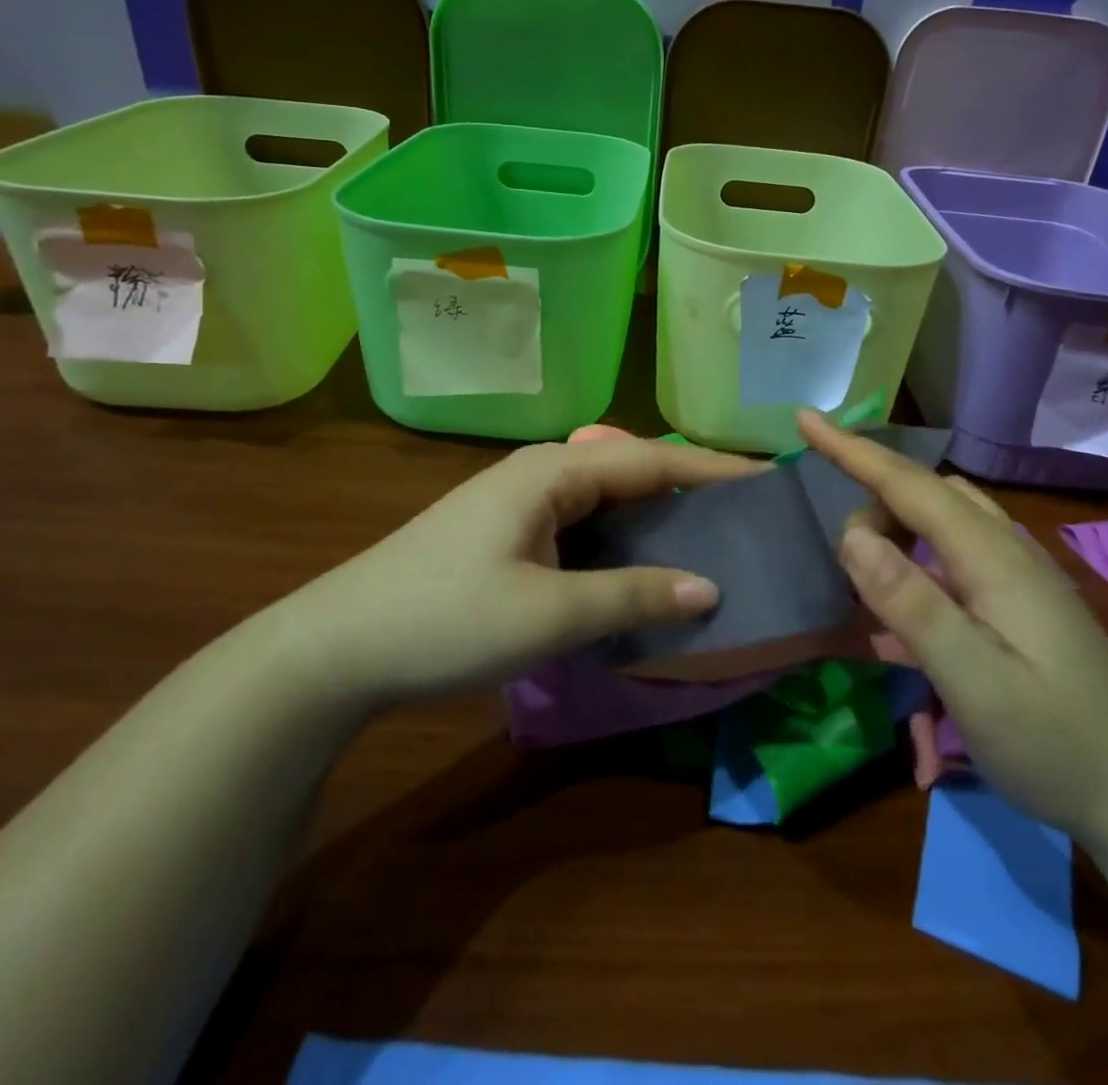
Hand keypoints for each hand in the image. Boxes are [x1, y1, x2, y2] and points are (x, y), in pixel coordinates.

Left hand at [269, 437, 762, 707]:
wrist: (338, 647)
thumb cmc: (446, 620)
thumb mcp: (549, 614)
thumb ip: (633, 595)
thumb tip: (711, 587)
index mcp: (555, 472)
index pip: (653, 459)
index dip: (714, 471)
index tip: (769, 481)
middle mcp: (542, 473)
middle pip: (634, 471)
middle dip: (692, 489)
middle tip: (749, 516)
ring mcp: (522, 502)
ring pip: (609, 499)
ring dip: (658, 517)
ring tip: (714, 538)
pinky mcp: (509, 532)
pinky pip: (585, 524)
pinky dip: (624, 540)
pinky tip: (645, 565)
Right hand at [798, 410, 1107, 841]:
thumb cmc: (1057, 742)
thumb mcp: (975, 682)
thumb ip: (912, 605)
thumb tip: (853, 535)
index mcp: (992, 556)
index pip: (909, 484)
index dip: (852, 451)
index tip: (805, 419)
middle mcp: (1005, 548)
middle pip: (923, 493)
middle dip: (872, 506)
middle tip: (848, 573)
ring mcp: (1017, 573)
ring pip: (940, 518)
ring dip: (894, 531)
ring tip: (869, 584)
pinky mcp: (1019, 599)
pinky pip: (953, 552)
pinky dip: (916, 559)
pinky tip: (906, 609)